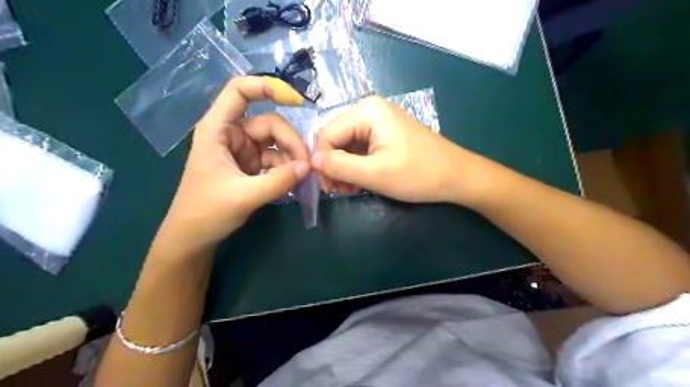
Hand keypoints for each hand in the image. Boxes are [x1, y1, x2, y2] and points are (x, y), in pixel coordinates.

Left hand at [158, 75, 309, 252]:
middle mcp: (231, 134)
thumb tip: (308, 166)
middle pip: (269, 123)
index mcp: (217, 129)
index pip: (239, 91)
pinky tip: (293, 182)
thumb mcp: (244, 196)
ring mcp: (243, 150)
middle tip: (306, 166)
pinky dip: (286, 169)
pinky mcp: (251, 165)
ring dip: (291, 158)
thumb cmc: (206, 213)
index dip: (266, 87)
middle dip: (290, 142)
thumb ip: (279, 181)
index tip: (296, 101)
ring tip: (301, 178)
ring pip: (276, 142)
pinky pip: (275, 159)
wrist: (193, 237)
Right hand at [315, 96, 483, 203]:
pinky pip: (360, 149)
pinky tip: (360, 182)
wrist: (457, 176)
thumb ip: (338, 166)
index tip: (328, 188)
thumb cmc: (418, 174)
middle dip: (333, 166)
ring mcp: (378, 122)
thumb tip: (312, 161)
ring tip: (350, 190)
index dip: (322, 162)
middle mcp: (369, 110)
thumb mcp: (374, 173)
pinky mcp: (385, 134)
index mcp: (366, 111)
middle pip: (335, 139)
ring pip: (346, 146)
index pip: (326, 134)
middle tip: (339, 191)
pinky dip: (356, 167)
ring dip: (344, 169)